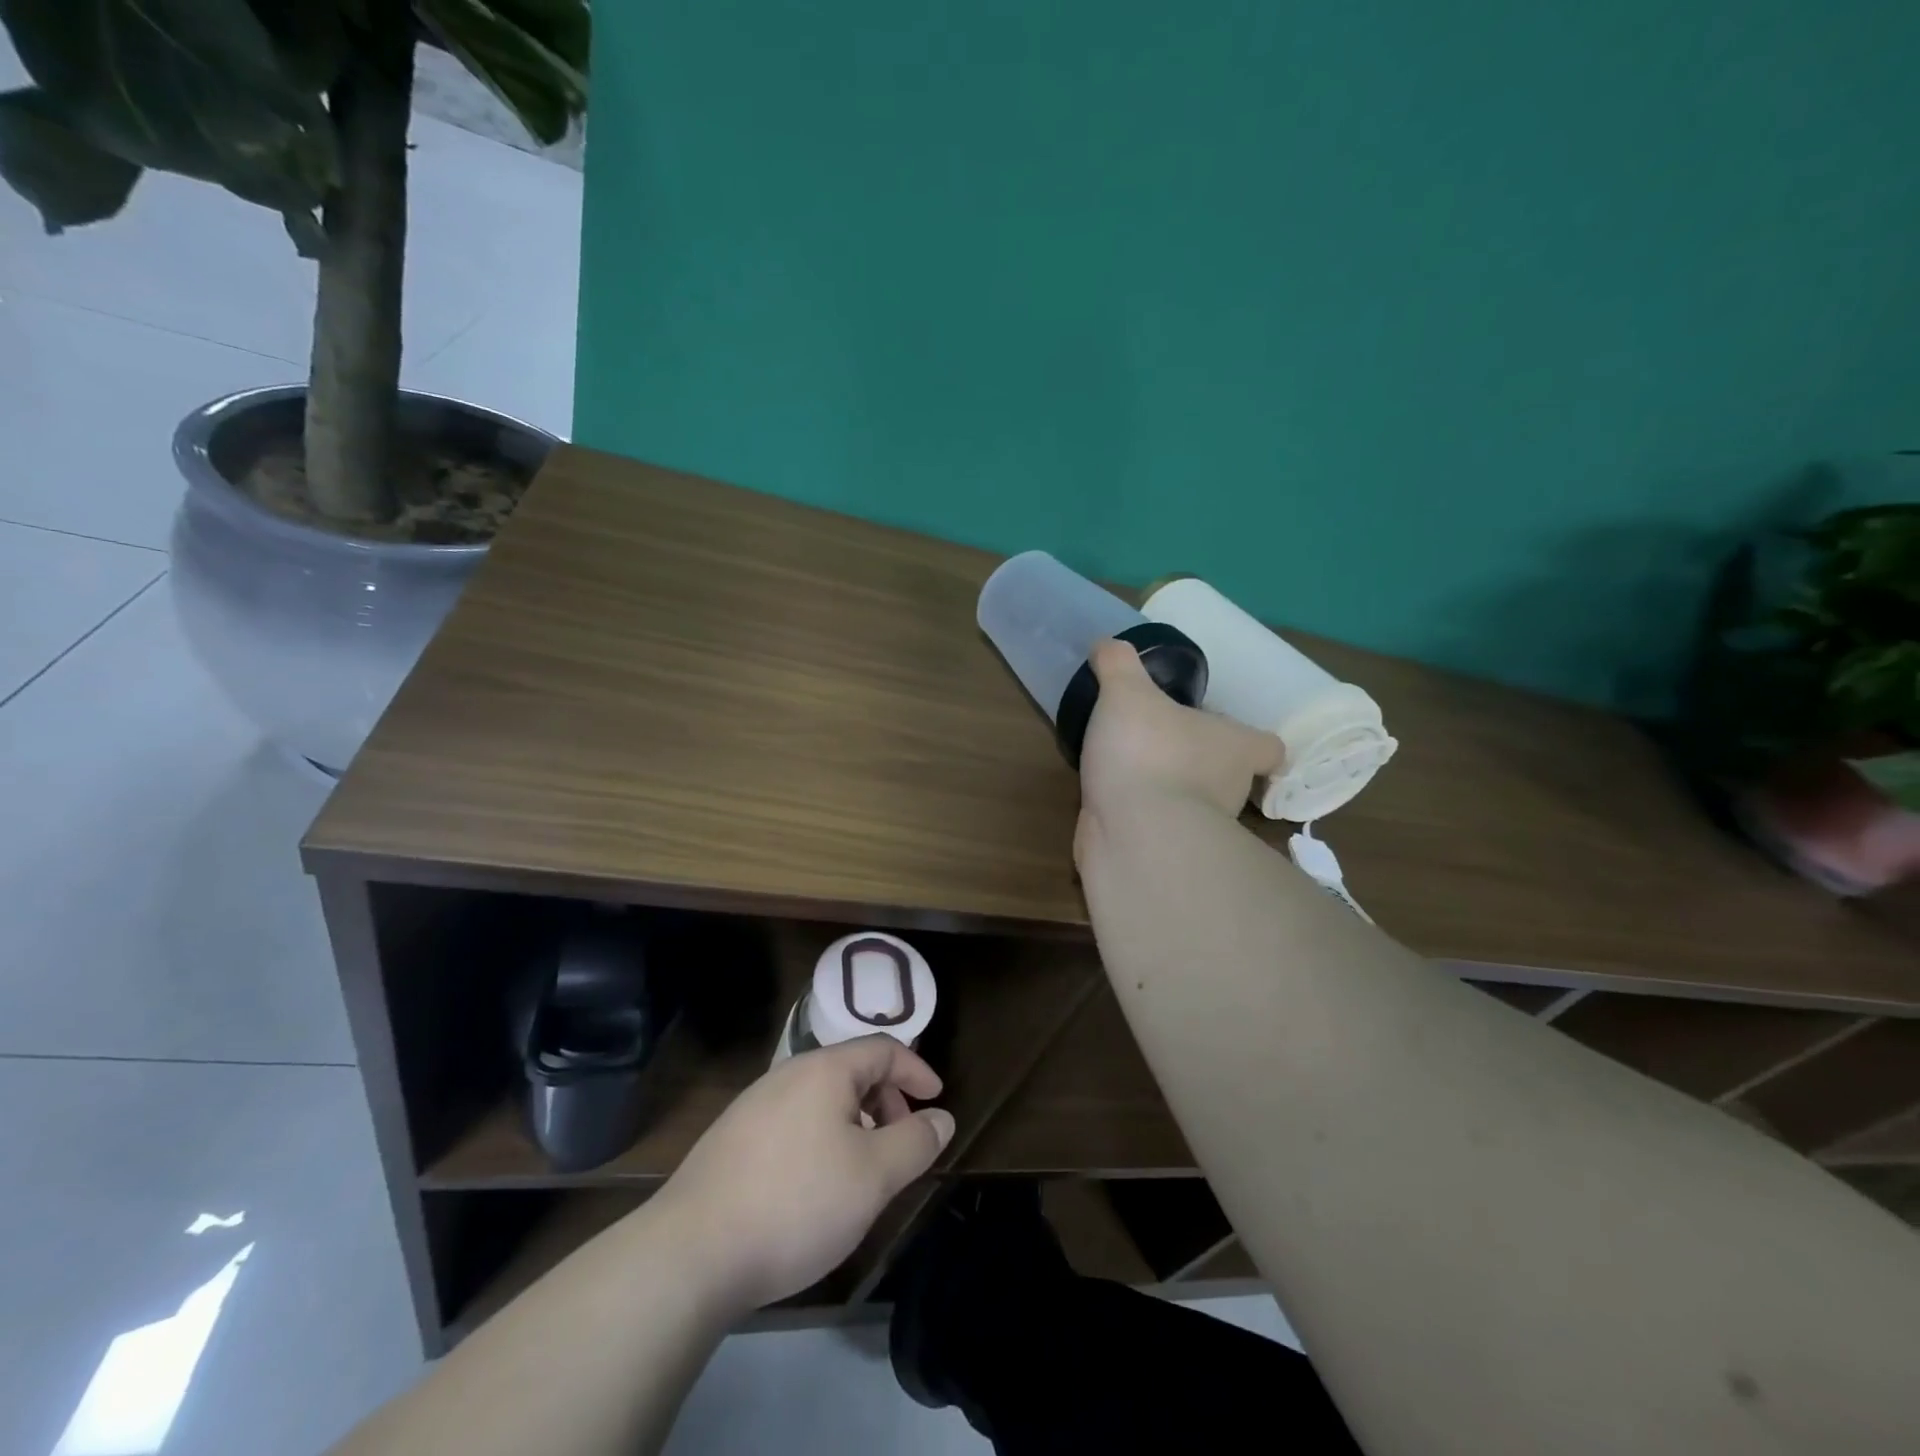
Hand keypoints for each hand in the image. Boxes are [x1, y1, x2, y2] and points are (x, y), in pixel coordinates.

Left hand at [648, 1035, 954, 1314]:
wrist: (691, 1253)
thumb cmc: (797, 1202)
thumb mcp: (873, 1176)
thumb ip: (915, 1142)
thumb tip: (942, 1118)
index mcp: (824, 1069)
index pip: (883, 1049)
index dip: (917, 1070)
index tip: (937, 1101)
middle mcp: (787, 1074)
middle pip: (851, 1071)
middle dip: (887, 1101)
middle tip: (902, 1144)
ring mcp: (754, 1105)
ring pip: (821, 1099)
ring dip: (855, 1123)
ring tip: (863, 1170)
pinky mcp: (731, 1139)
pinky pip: (793, 1122)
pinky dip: (822, 1138)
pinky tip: (815, 1186)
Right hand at [1076, 638, 1285, 855]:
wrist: (1132, 832)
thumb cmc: (1148, 751)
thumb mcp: (1126, 691)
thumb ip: (1118, 664)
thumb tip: (1108, 645)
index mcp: (1235, 748)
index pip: (1269, 748)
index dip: (1255, 742)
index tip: (1234, 736)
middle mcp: (1228, 789)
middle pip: (1228, 775)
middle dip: (1200, 763)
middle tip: (1163, 742)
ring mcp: (1198, 827)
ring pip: (1191, 804)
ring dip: (1167, 789)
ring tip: (1128, 768)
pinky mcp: (1165, 851)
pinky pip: (1156, 827)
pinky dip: (1139, 816)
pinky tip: (1110, 798)